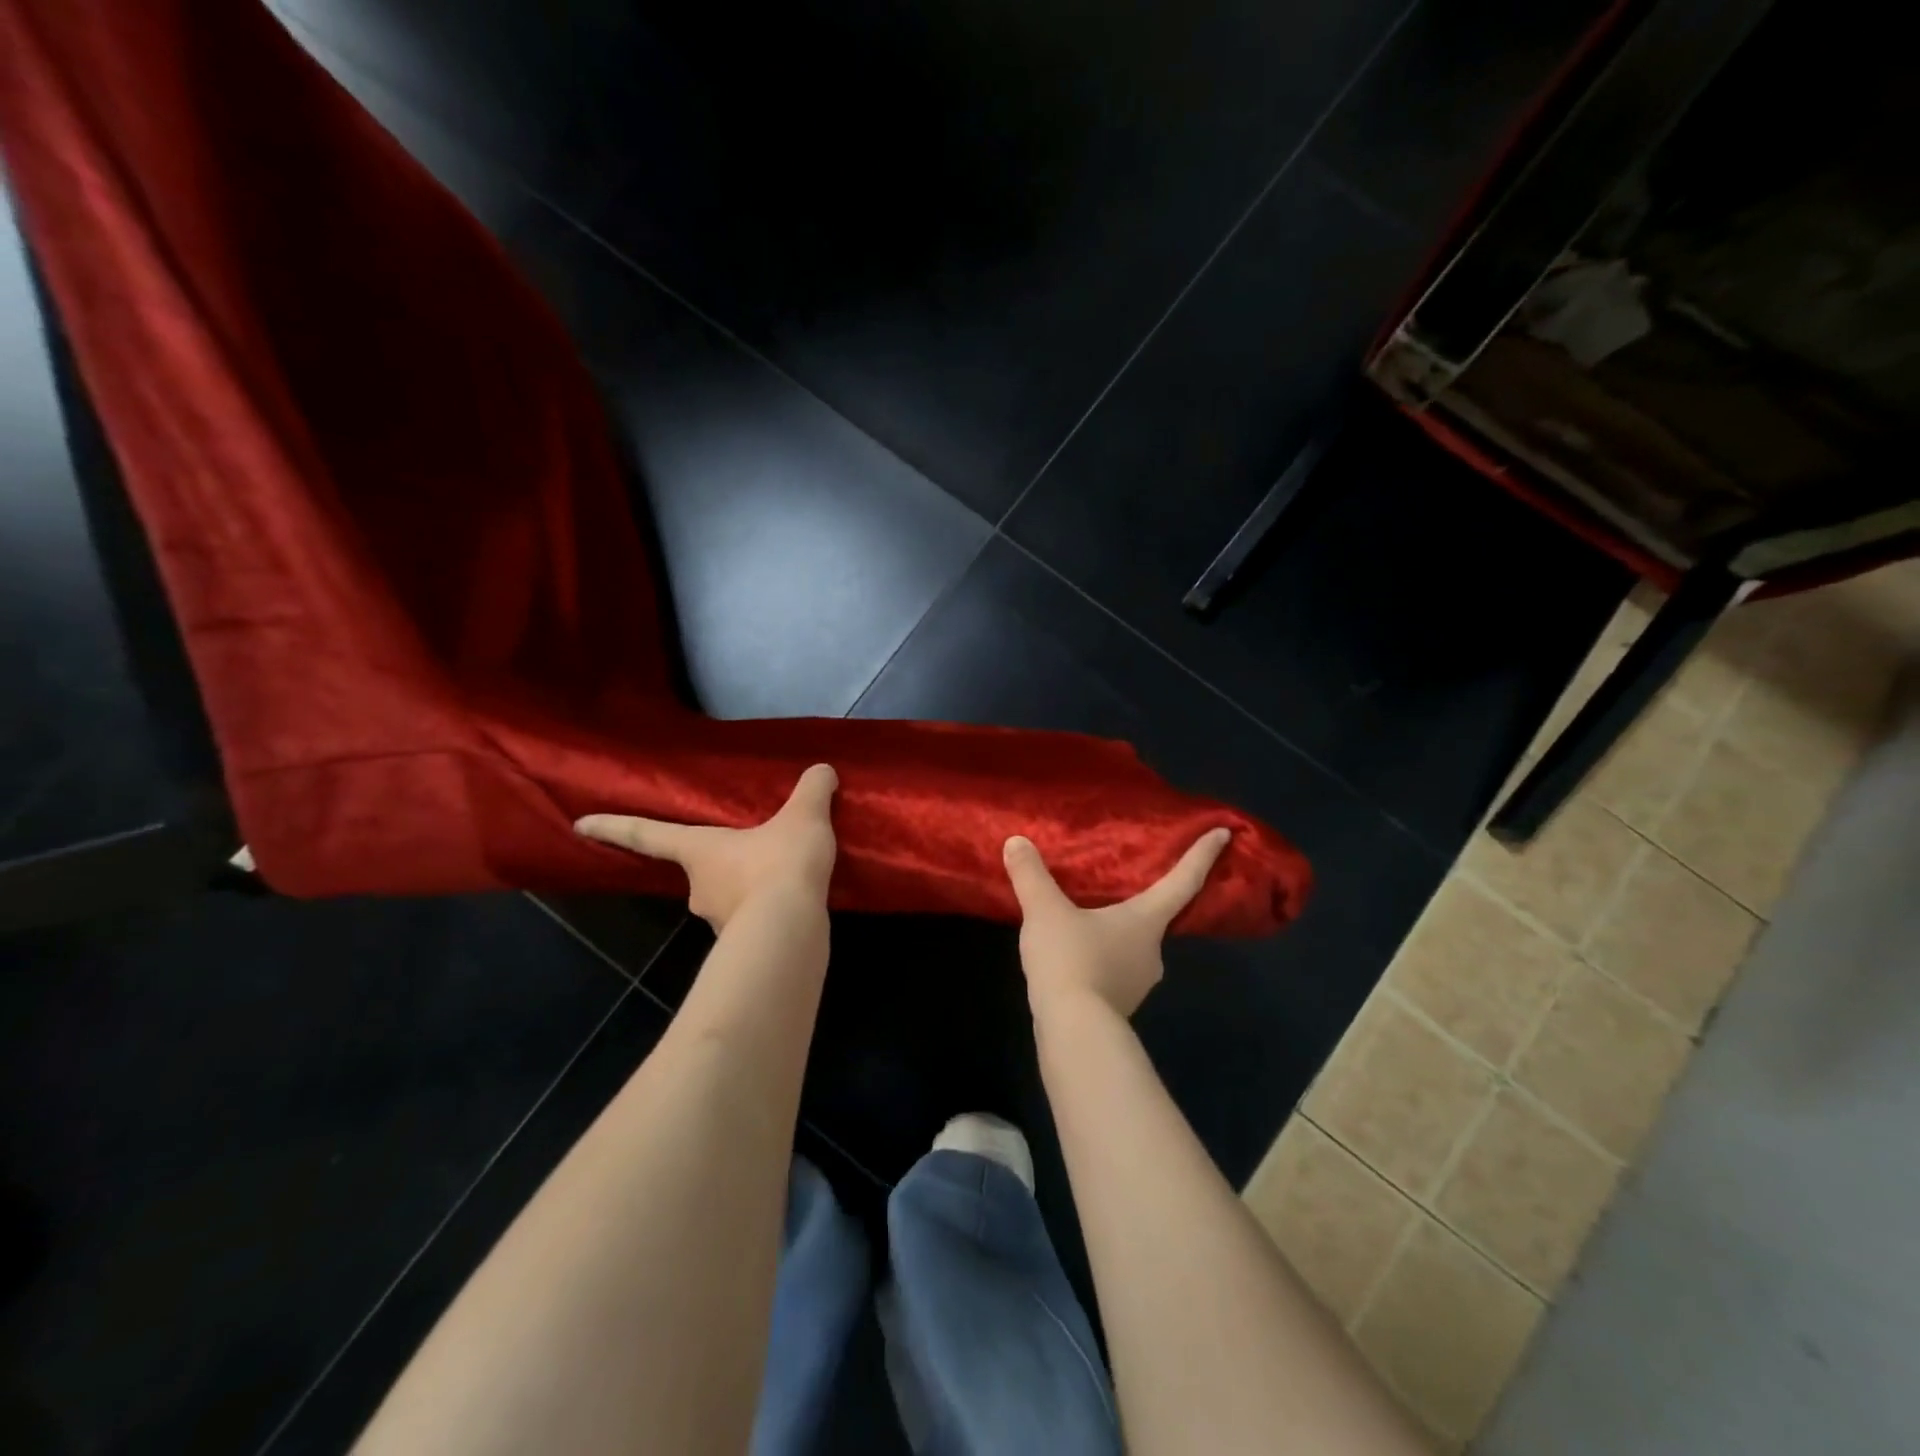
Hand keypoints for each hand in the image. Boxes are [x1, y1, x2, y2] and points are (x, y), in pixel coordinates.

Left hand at [574, 764, 838, 929]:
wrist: (789, 928)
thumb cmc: (780, 864)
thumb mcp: (804, 816)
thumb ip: (812, 790)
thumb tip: (822, 770)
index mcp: (700, 850)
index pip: (647, 834)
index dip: (612, 826)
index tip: (578, 825)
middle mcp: (700, 888)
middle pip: (701, 870)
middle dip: (723, 862)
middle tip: (755, 851)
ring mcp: (719, 921)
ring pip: (729, 899)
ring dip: (749, 890)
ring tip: (785, 879)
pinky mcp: (745, 945)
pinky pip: (753, 922)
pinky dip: (767, 913)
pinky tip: (794, 907)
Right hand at [1002, 827, 1231, 1018]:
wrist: (1073, 1032)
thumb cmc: (1071, 960)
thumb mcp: (1044, 911)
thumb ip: (1031, 875)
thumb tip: (1016, 842)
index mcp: (1146, 920)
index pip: (1183, 880)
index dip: (1203, 855)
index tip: (1225, 832)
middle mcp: (1152, 950)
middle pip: (1155, 916)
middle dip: (1142, 900)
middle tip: (1123, 882)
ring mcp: (1138, 982)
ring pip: (1131, 946)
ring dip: (1115, 932)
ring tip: (1084, 919)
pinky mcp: (1118, 1005)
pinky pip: (1113, 970)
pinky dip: (1100, 958)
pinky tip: (1074, 956)